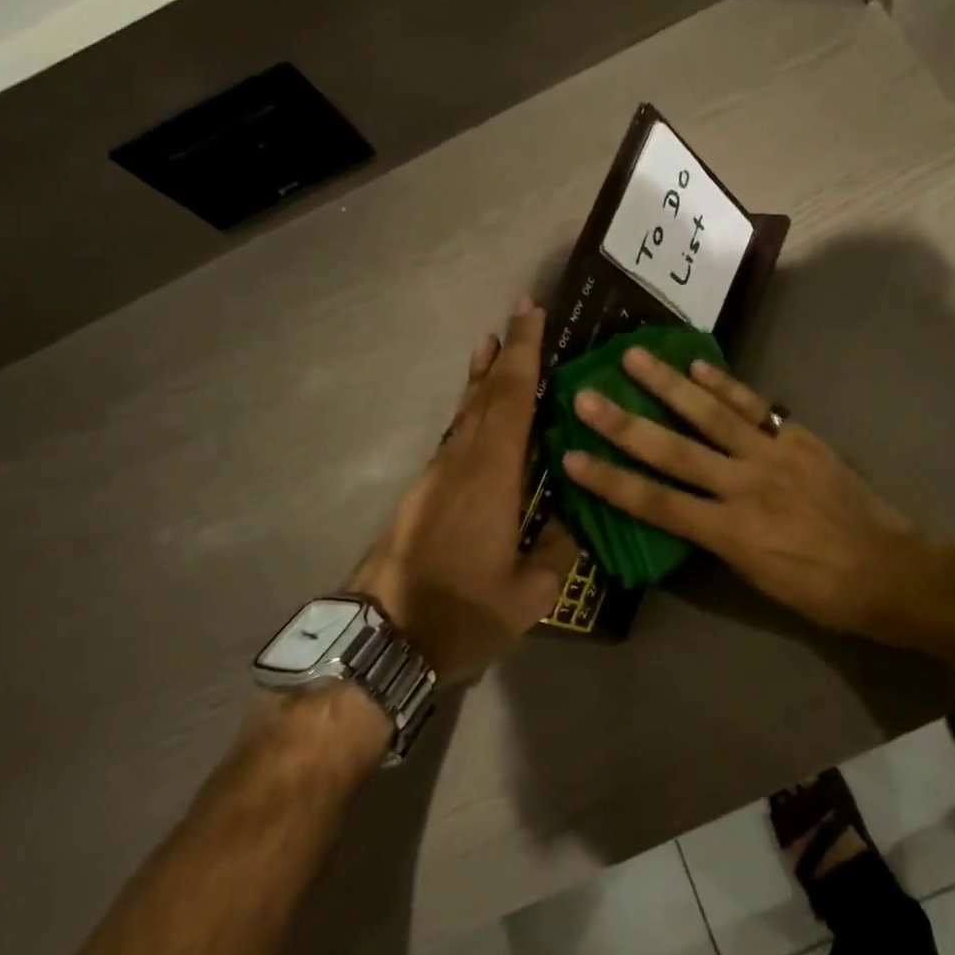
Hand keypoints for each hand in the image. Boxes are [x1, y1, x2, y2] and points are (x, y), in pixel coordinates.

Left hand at [349, 299, 573, 684]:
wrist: (380, 643)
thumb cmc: (460, 615)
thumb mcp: (530, 594)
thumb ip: (559, 549)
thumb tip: (575, 515)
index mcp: (491, 477)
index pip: (512, 399)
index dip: (524, 353)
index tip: (532, 311)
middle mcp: (460, 463)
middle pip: (485, 395)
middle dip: (506, 352)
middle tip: (522, 314)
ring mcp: (435, 476)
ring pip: (465, 413)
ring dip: (483, 378)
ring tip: (495, 347)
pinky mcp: (423, 493)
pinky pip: (456, 436)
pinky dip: (473, 411)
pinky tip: (482, 416)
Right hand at [559, 349, 931, 639]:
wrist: (886, 570)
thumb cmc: (818, 590)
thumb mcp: (755, 578)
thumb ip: (716, 538)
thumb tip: (686, 510)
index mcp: (728, 532)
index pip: (655, 503)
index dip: (610, 482)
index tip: (572, 459)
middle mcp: (742, 486)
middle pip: (672, 451)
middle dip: (624, 424)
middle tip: (586, 395)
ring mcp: (771, 455)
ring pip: (710, 414)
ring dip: (669, 384)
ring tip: (634, 356)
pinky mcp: (797, 437)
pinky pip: (755, 406)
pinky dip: (726, 383)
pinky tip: (699, 364)